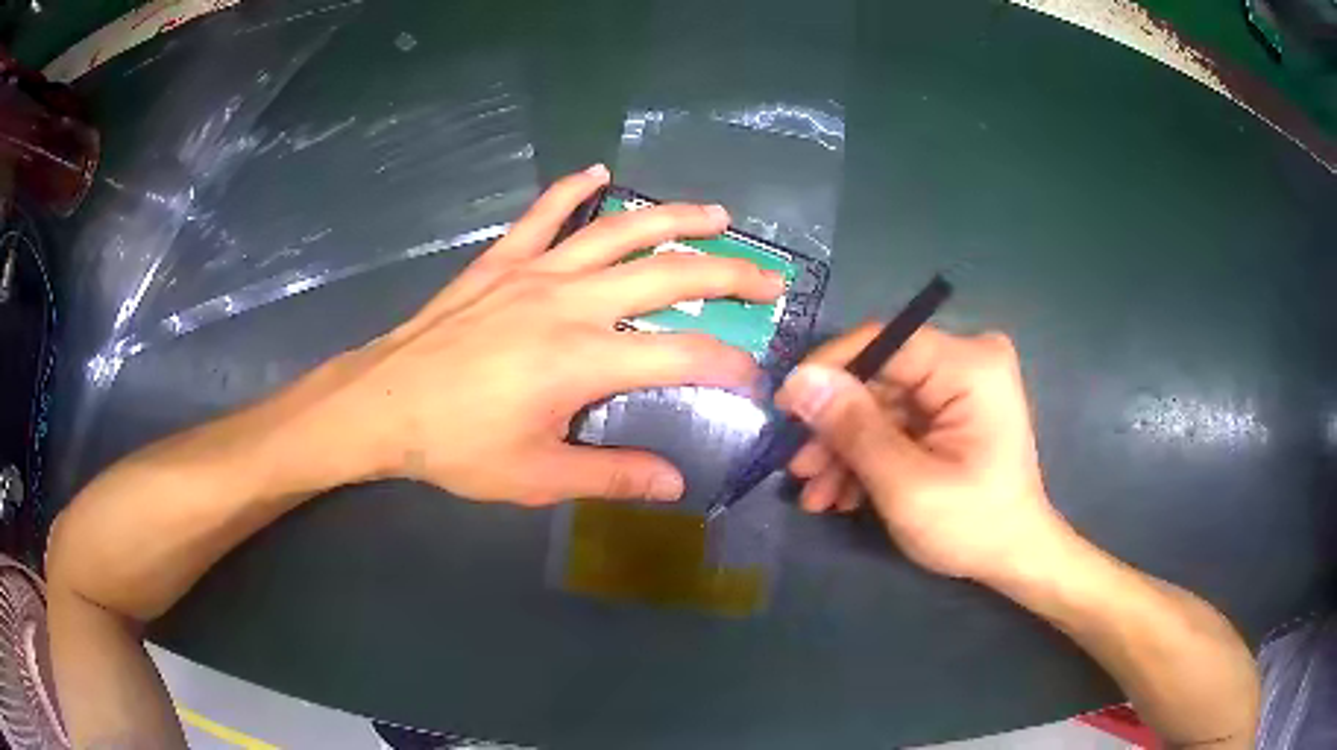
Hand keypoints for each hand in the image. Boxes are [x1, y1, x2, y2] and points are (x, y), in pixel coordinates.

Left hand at [277, 165, 783, 503]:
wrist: (384, 403)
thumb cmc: (457, 445)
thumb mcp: (538, 476)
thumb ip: (613, 475)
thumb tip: (675, 485)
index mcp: (583, 360)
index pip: (684, 353)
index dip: (729, 364)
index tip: (753, 376)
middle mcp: (572, 301)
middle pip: (671, 276)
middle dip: (731, 275)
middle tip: (769, 279)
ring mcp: (536, 270)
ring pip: (621, 230)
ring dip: (676, 219)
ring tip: (718, 215)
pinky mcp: (503, 260)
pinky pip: (545, 213)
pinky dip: (574, 189)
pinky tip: (598, 171)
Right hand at [774, 324, 1066, 581]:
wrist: (1015, 557)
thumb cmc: (972, 526)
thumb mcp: (906, 484)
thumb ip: (853, 429)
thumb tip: (799, 381)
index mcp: (970, 365)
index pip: (885, 341)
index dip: (829, 370)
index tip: (784, 409)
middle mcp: (967, 361)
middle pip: (879, 378)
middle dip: (835, 428)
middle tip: (796, 468)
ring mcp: (960, 386)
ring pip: (881, 403)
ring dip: (845, 449)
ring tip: (815, 495)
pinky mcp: (951, 409)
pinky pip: (896, 420)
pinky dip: (867, 455)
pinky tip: (842, 494)